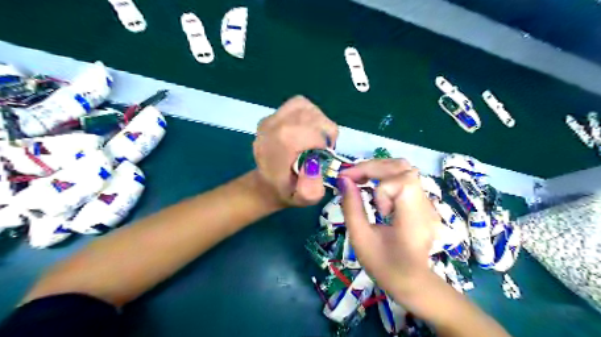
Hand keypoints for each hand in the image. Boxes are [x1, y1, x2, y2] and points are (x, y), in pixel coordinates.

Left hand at [251, 95, 336, 207]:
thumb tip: (315, 164)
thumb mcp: (303, 199)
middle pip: (313, 117)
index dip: (324, 143)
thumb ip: (311, 189)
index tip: (322, 156)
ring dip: (319, 122)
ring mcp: (271, 117)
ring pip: (308, 108)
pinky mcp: (273, 113)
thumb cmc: (287, 191)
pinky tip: (308, 129)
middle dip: (324, 132)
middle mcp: (273, 127)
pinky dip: (310, 114)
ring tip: (315, 139)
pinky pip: (300, 104)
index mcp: (279, 146)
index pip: (312, 132)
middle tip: (321, 149)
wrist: (266, 183)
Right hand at [338, 159, 440, 292]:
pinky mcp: (422, 203)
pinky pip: (404, 179)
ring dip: (379, 169)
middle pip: (403, 167)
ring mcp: (427, 203)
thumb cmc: (384, 266)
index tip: (357, 189)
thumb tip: (343, 180)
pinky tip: (372, 187)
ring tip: (360, 179)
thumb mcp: (360, 238)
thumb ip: (351, 207)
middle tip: (350, 176)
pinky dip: (385, 176)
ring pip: (405, 169)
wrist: (412, 283)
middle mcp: (425, 205)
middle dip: (373, 167)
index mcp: (413, 218)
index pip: (402, 181)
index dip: (378, 182)